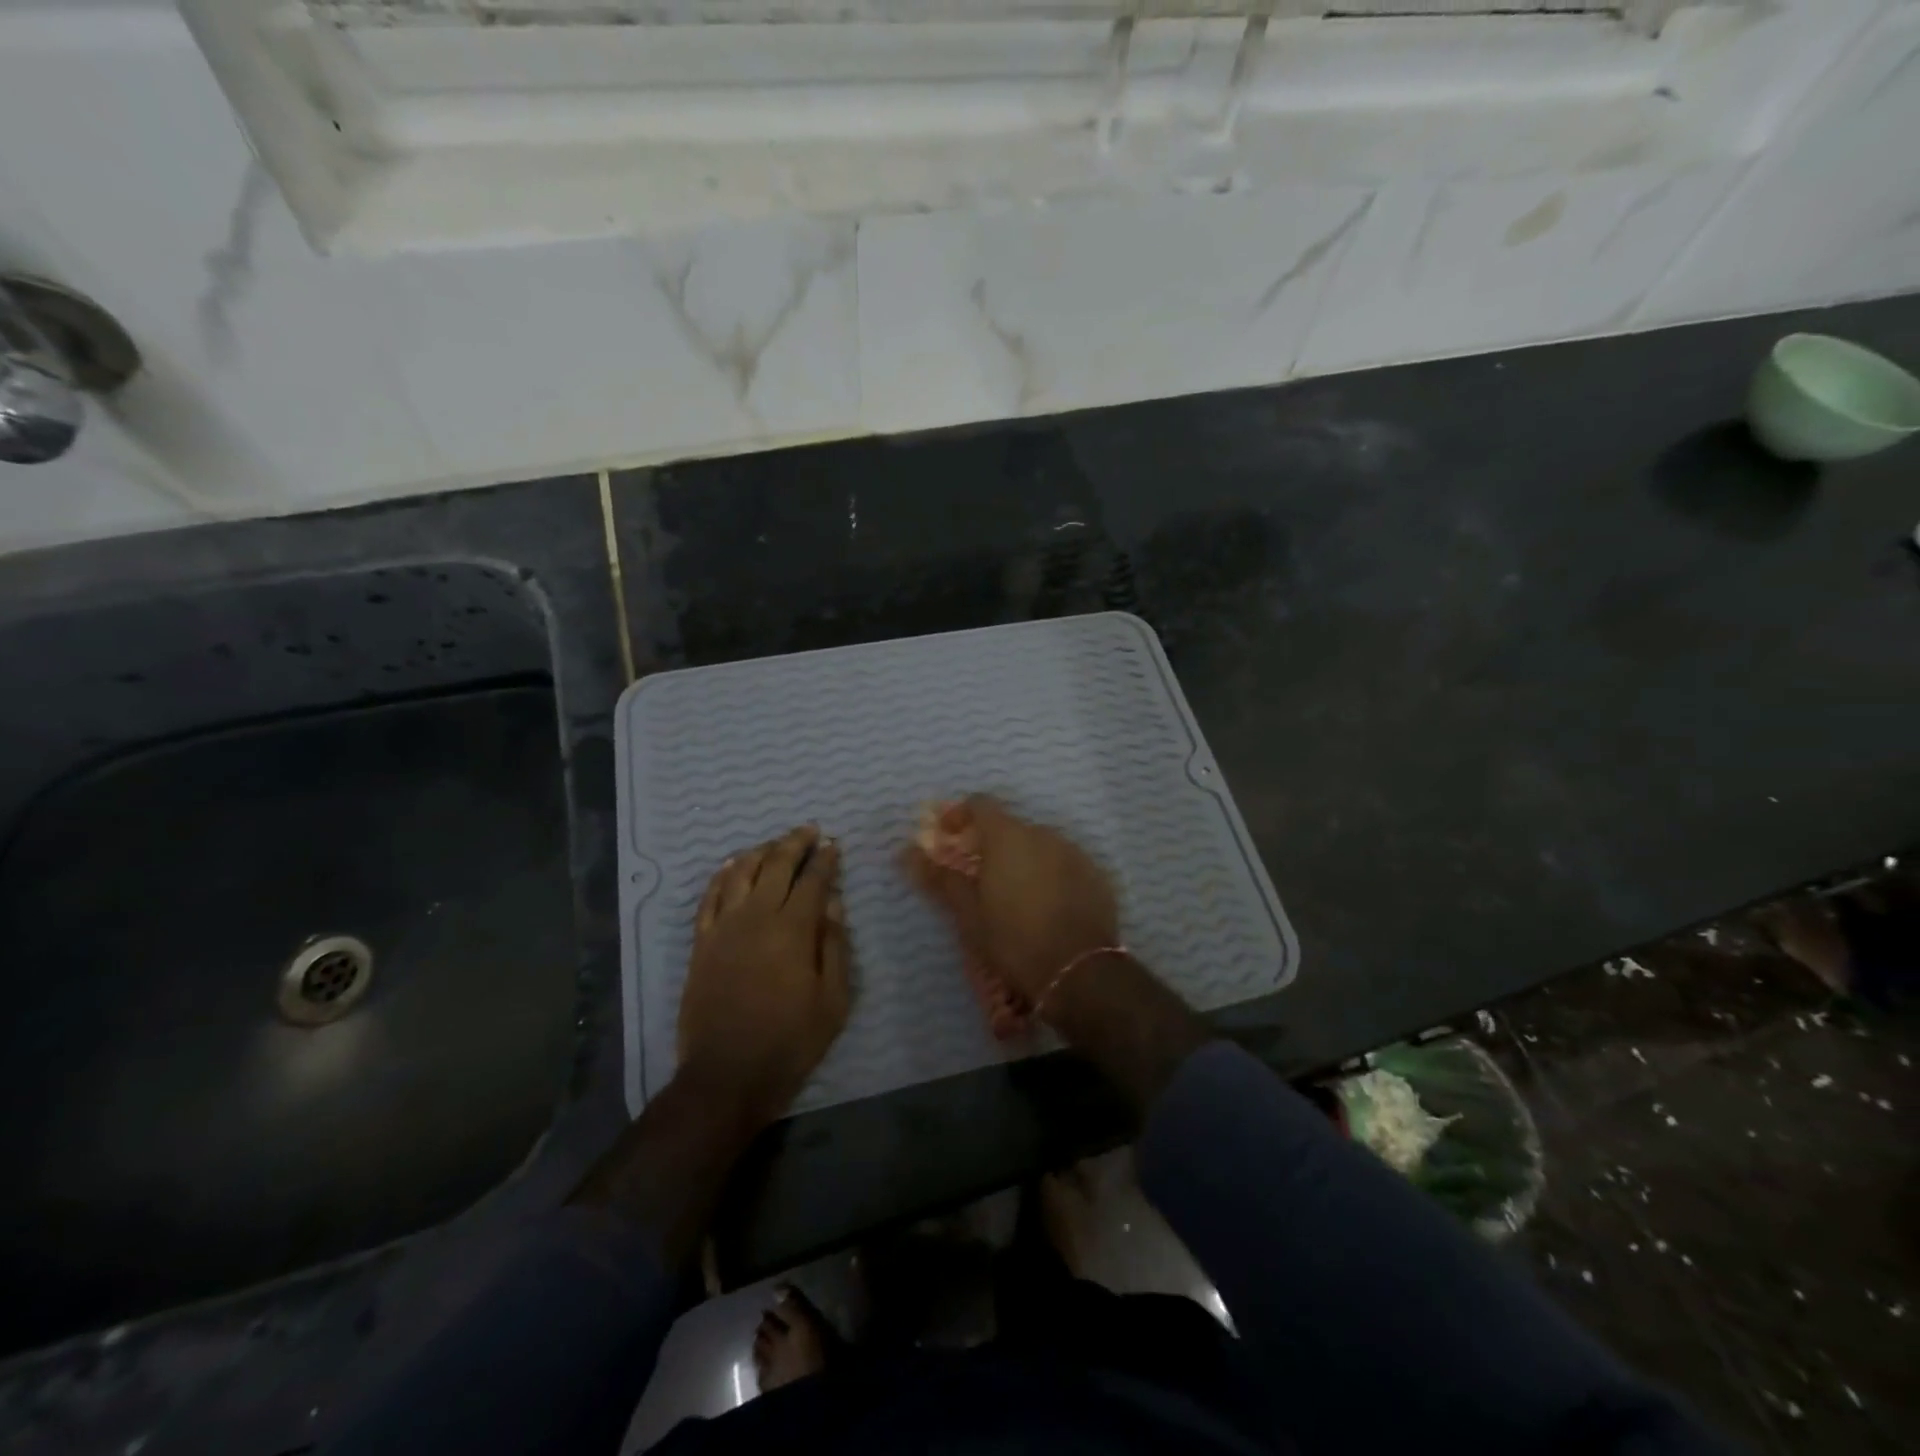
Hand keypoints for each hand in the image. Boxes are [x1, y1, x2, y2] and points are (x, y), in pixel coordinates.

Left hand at [678, 825, 850, 1129]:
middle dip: (795, 843)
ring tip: (775, 844)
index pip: (813, 880)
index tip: (833, 843)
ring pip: (740, 872)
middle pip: (776, 865)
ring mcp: (724, 927)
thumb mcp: (833, 1000)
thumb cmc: (790, 1040)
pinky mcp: (701, 942)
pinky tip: (731, 865)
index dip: (825, 859)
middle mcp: (757, 916)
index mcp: (793, 929)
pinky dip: (721, 875)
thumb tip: (833, 903)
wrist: (727, 1074)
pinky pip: (709, 896)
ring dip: (761, 851)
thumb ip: (834, 946)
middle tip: (809, 830)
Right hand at [903, 796, 1120, 1007]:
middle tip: (978, 877)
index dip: (960, 815)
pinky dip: (1050, 874)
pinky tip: (1045, 906)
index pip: (980, 804)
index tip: (947, 836)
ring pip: (1039, 845)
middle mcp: (1043, 834)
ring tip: (1013, 895)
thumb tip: (907, 853)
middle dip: (991, 844)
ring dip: (1022, 859)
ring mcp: (1075, 852)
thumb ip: (941, 878)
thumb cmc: (1014, 940)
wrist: (1080, 972)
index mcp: (1008, 837)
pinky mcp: (1096, 875)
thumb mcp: (969, 914)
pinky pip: (1064, 864)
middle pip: (1010, 827)